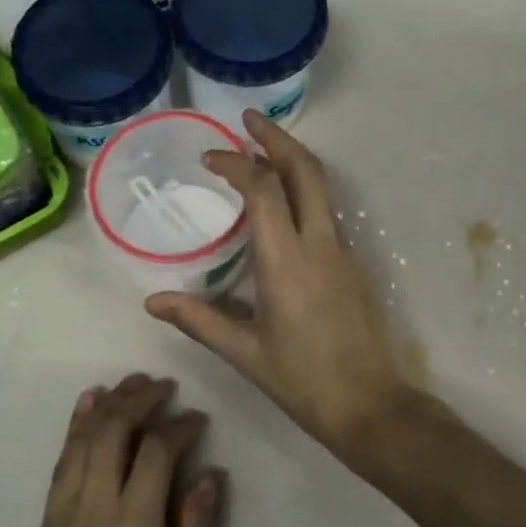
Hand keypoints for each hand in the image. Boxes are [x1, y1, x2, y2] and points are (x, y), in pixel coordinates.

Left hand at [6, 375, 222, 526]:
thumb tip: (211, 476)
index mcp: (134, 524)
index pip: (157, 450)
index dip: (180, 426)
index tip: (198, 419)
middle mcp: (97, 502)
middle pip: (117, 429)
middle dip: (143, 398)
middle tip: (166, 386)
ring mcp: (66, 504)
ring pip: (88, 434)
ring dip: (112, 401)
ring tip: (135, 382)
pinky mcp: (48, 512)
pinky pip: (64, 454)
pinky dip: (78, 422)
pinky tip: (89, 401)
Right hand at [145, 111, 413, 466]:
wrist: (372, 406)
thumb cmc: (304, 382)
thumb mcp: (245, 353)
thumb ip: (199, 320)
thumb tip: (153, 301)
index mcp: (287, 262)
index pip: (263, 191)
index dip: (236, 165)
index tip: (210, 158)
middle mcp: (319, 245)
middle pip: (305, 170)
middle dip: (277, 138)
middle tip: (248, 120)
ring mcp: (342, 252)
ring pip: (322, 187)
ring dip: (292, 160)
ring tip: (261, 148)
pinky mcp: (352, 264)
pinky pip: (326, 210)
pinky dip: (303, 188)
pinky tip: (282, 201)